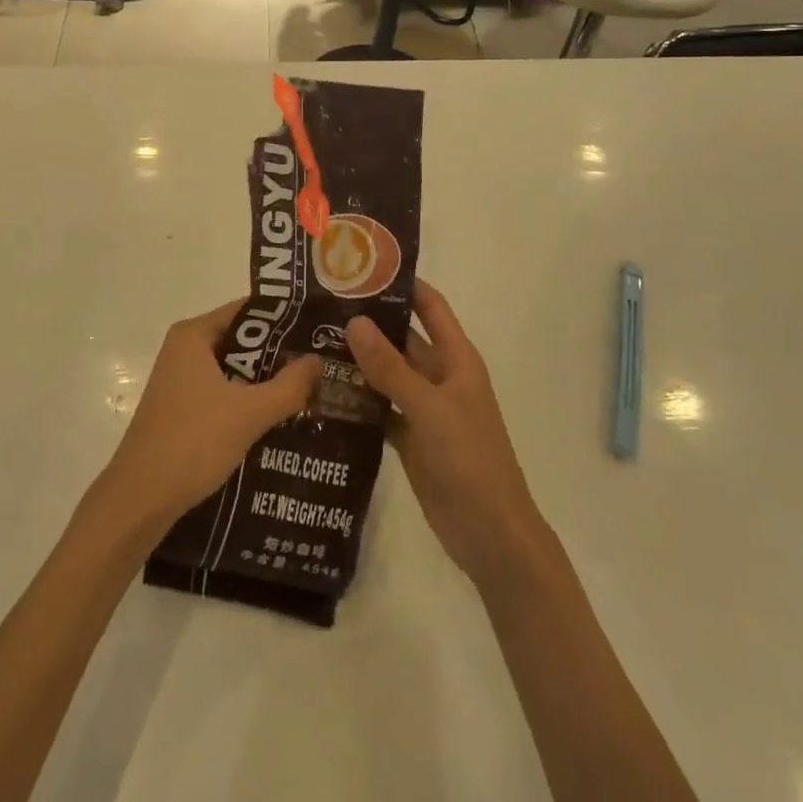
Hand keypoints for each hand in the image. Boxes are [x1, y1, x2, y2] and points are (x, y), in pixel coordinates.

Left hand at [96, 301, 320, 540]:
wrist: (140, 499)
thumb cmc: (192, 442)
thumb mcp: (249, 413)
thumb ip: (288, 386)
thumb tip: (317, 360)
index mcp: (193, 335)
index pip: (247, 310)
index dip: (284, 319)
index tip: (317, 330)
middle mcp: (184, 350)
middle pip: (241, 340)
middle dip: (278, 354)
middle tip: (320, 364)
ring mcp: (180, 381)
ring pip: (233, 371)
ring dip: (264, 382)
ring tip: (308, 392)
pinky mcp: (181, 409)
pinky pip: (222, 393)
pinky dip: (247, 402)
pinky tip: (277, 420)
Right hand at [347, 279, 542, 583]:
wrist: (491, 536)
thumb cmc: (469, 460)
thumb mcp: (429, 408)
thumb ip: (391, 367)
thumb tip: (354, 321)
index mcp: (456, 358)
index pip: (429, 306)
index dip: (402, 283)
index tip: (360, 266)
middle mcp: (439, 376)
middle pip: (401, 337)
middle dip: (368, 322)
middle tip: (320, 305)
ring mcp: (424, 408)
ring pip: (387, 373)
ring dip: (358, 360)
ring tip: (311, 341)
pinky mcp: (410, 437)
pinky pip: (379, 407)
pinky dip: (357, 399)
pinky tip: (323, 390)